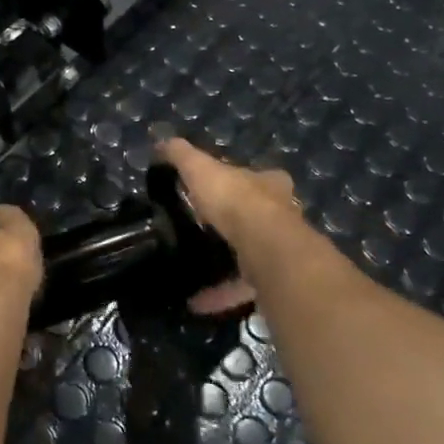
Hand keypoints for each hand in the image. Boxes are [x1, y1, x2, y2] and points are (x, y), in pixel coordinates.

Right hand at [158, 138, 301, 314]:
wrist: (268, 248)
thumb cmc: (236, 201)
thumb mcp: (201, 168)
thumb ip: (182, 155)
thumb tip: (161, 141)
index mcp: (268, 184)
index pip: (255, 177)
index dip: (238, 182)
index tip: (216, 191)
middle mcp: (282, 214)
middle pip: (258, 216)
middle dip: (236, 223)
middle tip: (205, 231)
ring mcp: (282, 249)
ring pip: (254, 254)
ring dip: (227, 263)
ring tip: (196, 269)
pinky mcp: (276, 280)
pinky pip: (244, 287)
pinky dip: (220, 294)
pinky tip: (197, 301)